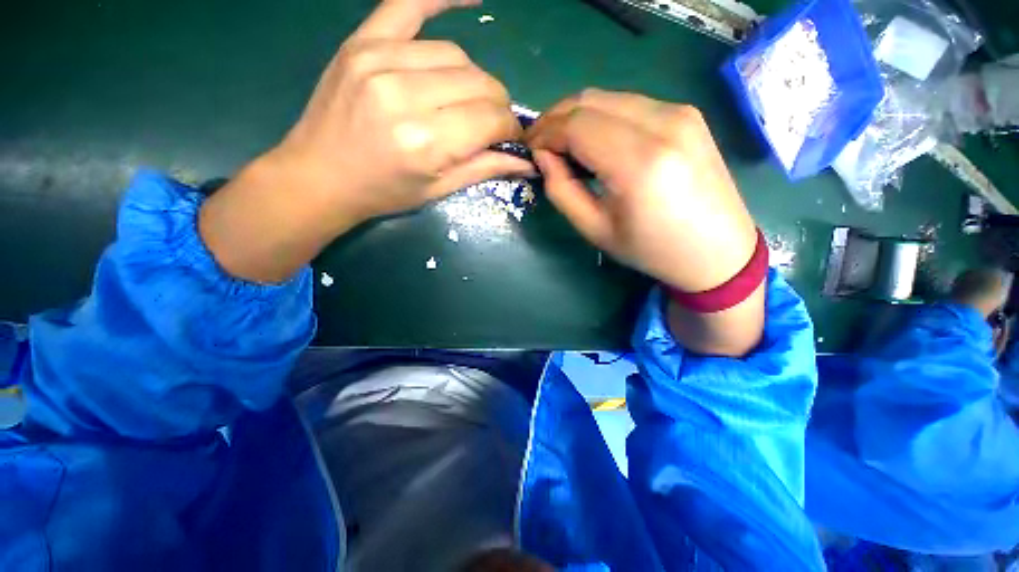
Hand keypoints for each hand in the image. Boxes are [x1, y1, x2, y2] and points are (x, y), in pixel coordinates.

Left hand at [200, 0, 531, 282]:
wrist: (320, 176)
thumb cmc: (384, 192)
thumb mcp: (439, 190)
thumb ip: (485, 169)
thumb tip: (528, 160)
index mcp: (427, 142)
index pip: (492, 118)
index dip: (509, 128)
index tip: (510, 138)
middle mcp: (406, 95)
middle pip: (480, 84)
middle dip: (496, 106)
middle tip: (490, 124)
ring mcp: (380, 60)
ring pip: (457, 55)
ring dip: (473, 79)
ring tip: (463, 100)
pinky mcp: (361, 42)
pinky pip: (407, 3)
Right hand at [526, 90, 763, 355]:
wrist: (717, 250)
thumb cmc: (651, 250)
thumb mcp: (595, 230)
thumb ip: (562, 190)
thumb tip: (543, 157)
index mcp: (638, 163)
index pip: (575, 126)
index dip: (545, 133)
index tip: (529, 149)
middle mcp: (663, 124)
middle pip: (589, 101)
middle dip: (555, 119)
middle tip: (541, 144)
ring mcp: (680, 112)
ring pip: (608, 97)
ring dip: (577, 116)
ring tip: (565, 146)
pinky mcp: (688, 113)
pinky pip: (630, 104)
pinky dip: (602, 117)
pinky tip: (597, 142)